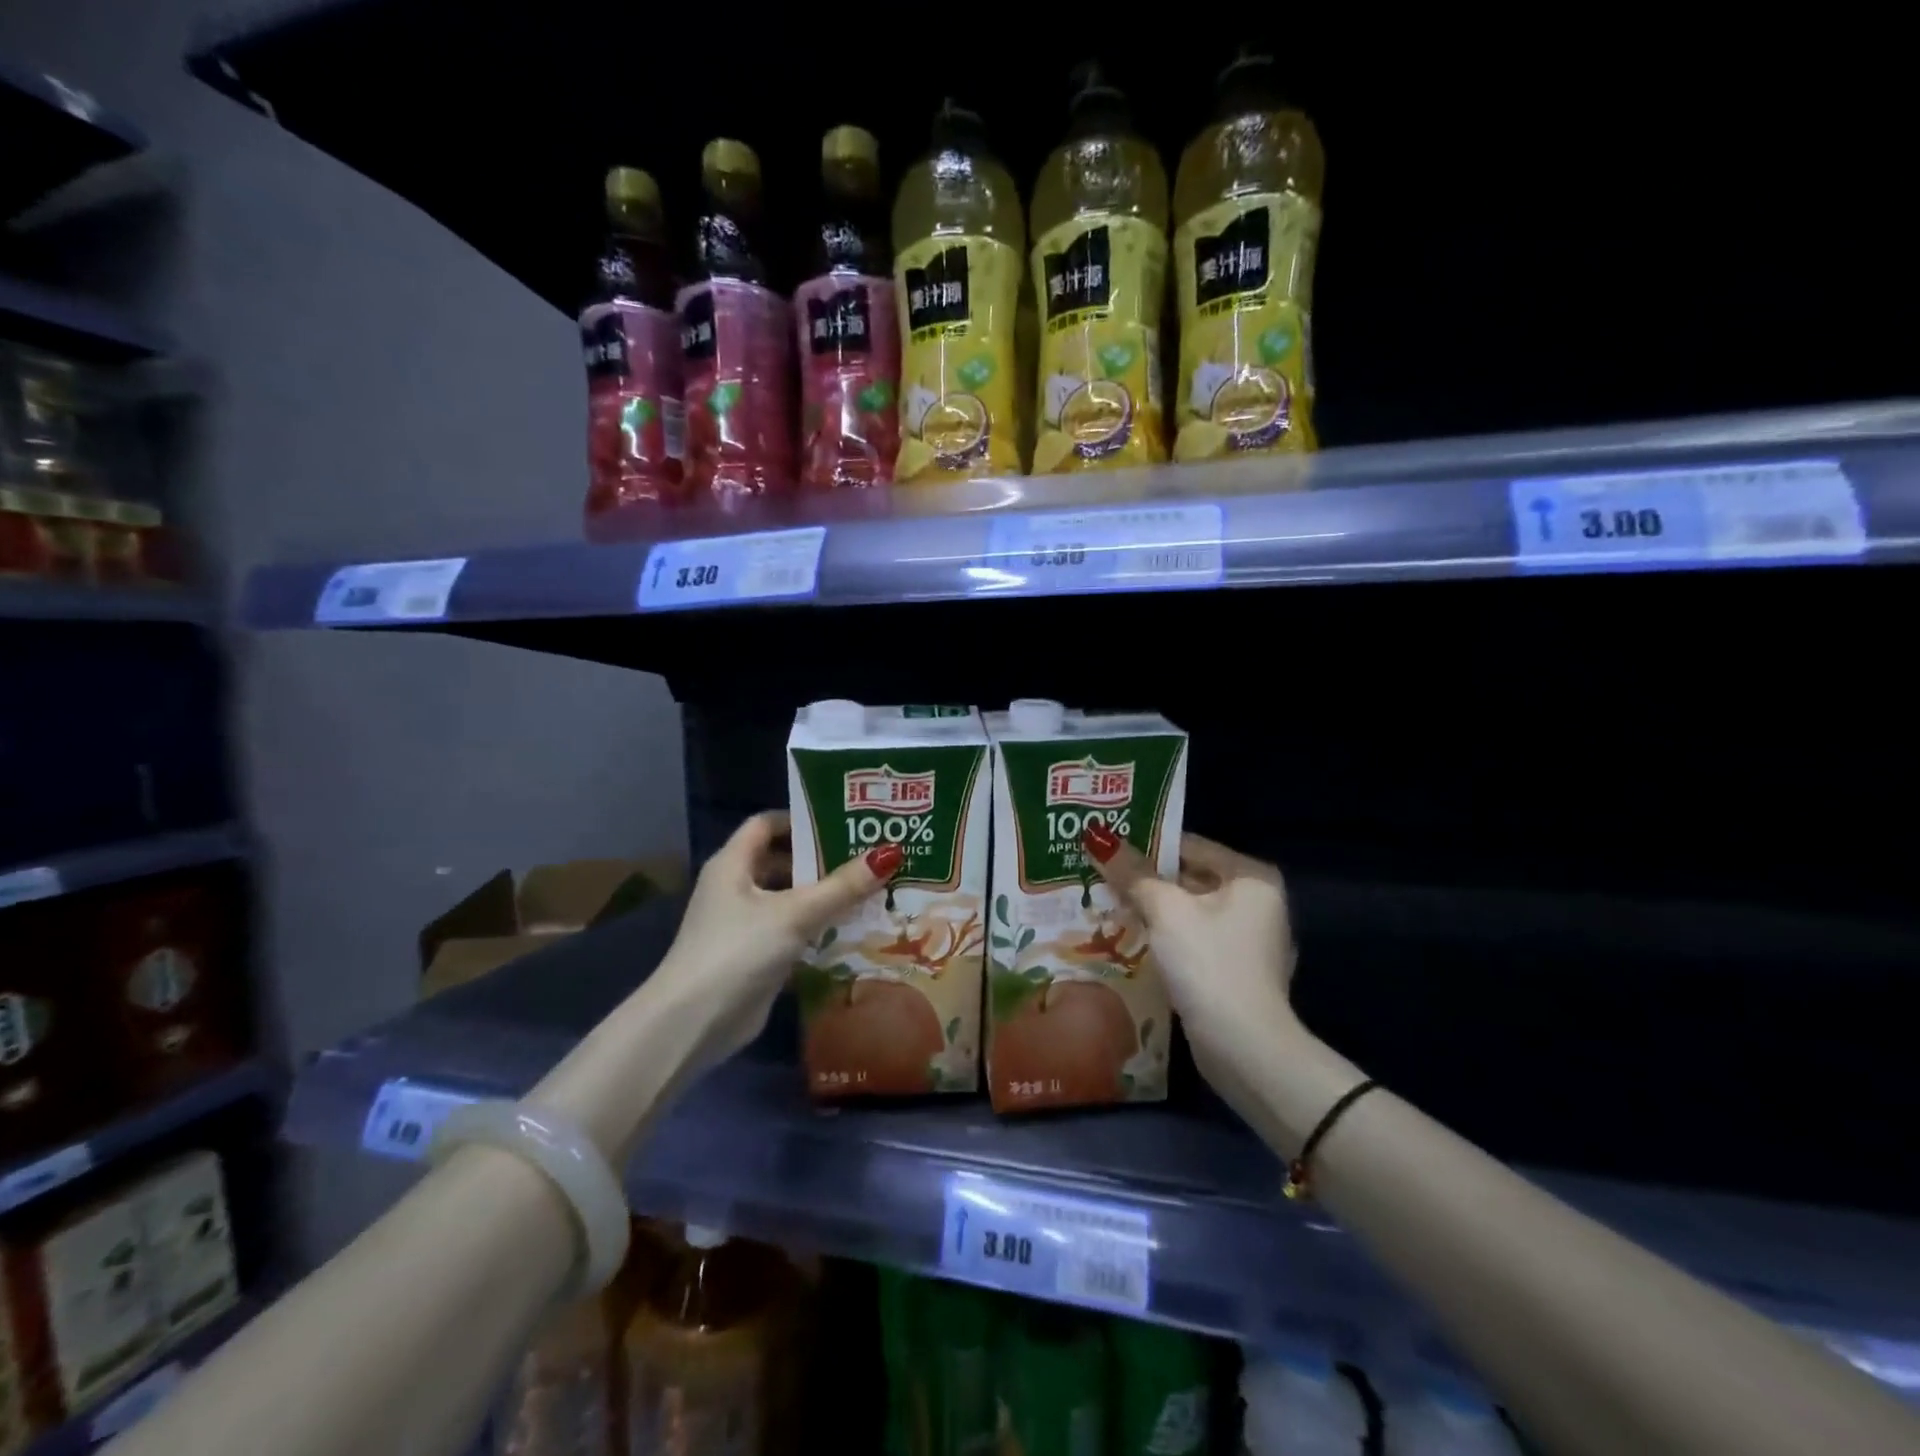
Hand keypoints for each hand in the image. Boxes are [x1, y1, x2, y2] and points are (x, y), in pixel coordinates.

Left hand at [650, 811, 896, 1064]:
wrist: (694, 1024)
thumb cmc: (739, 951)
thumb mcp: (795, 913)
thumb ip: (842, 886)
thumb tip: (890, 853)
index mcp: (733, 863)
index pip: (767, 823)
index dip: (802, 819)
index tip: (844, 822)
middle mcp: (735, 887)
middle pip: (783, 860)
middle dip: (823, 859)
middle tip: (868, 857)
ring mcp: (744, 924)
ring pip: (790, 898)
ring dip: (824, 896)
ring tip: (870, 890)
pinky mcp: (755, 955)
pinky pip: (792, 930)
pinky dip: (817, 928)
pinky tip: (853, 930)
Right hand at [1082, 825, 1300, 1086]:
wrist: (1243, 1047)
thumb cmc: (1208, 963)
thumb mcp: (1165, 911)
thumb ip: (1133, 874)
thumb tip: (1097, 838)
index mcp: (1251, 877)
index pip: (1191, 846)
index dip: (1147, 845)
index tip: (1107, 848)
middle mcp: (1258, 902)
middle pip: (1191, 878)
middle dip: (1147, 880)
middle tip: (1099, 875)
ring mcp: (1250, 941)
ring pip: (1190, 912)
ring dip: (1153, 910)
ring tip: (1106, 904)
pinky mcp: (1237, 972)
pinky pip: (1195, 940)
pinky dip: (1167, 938)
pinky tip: (1133, 940)